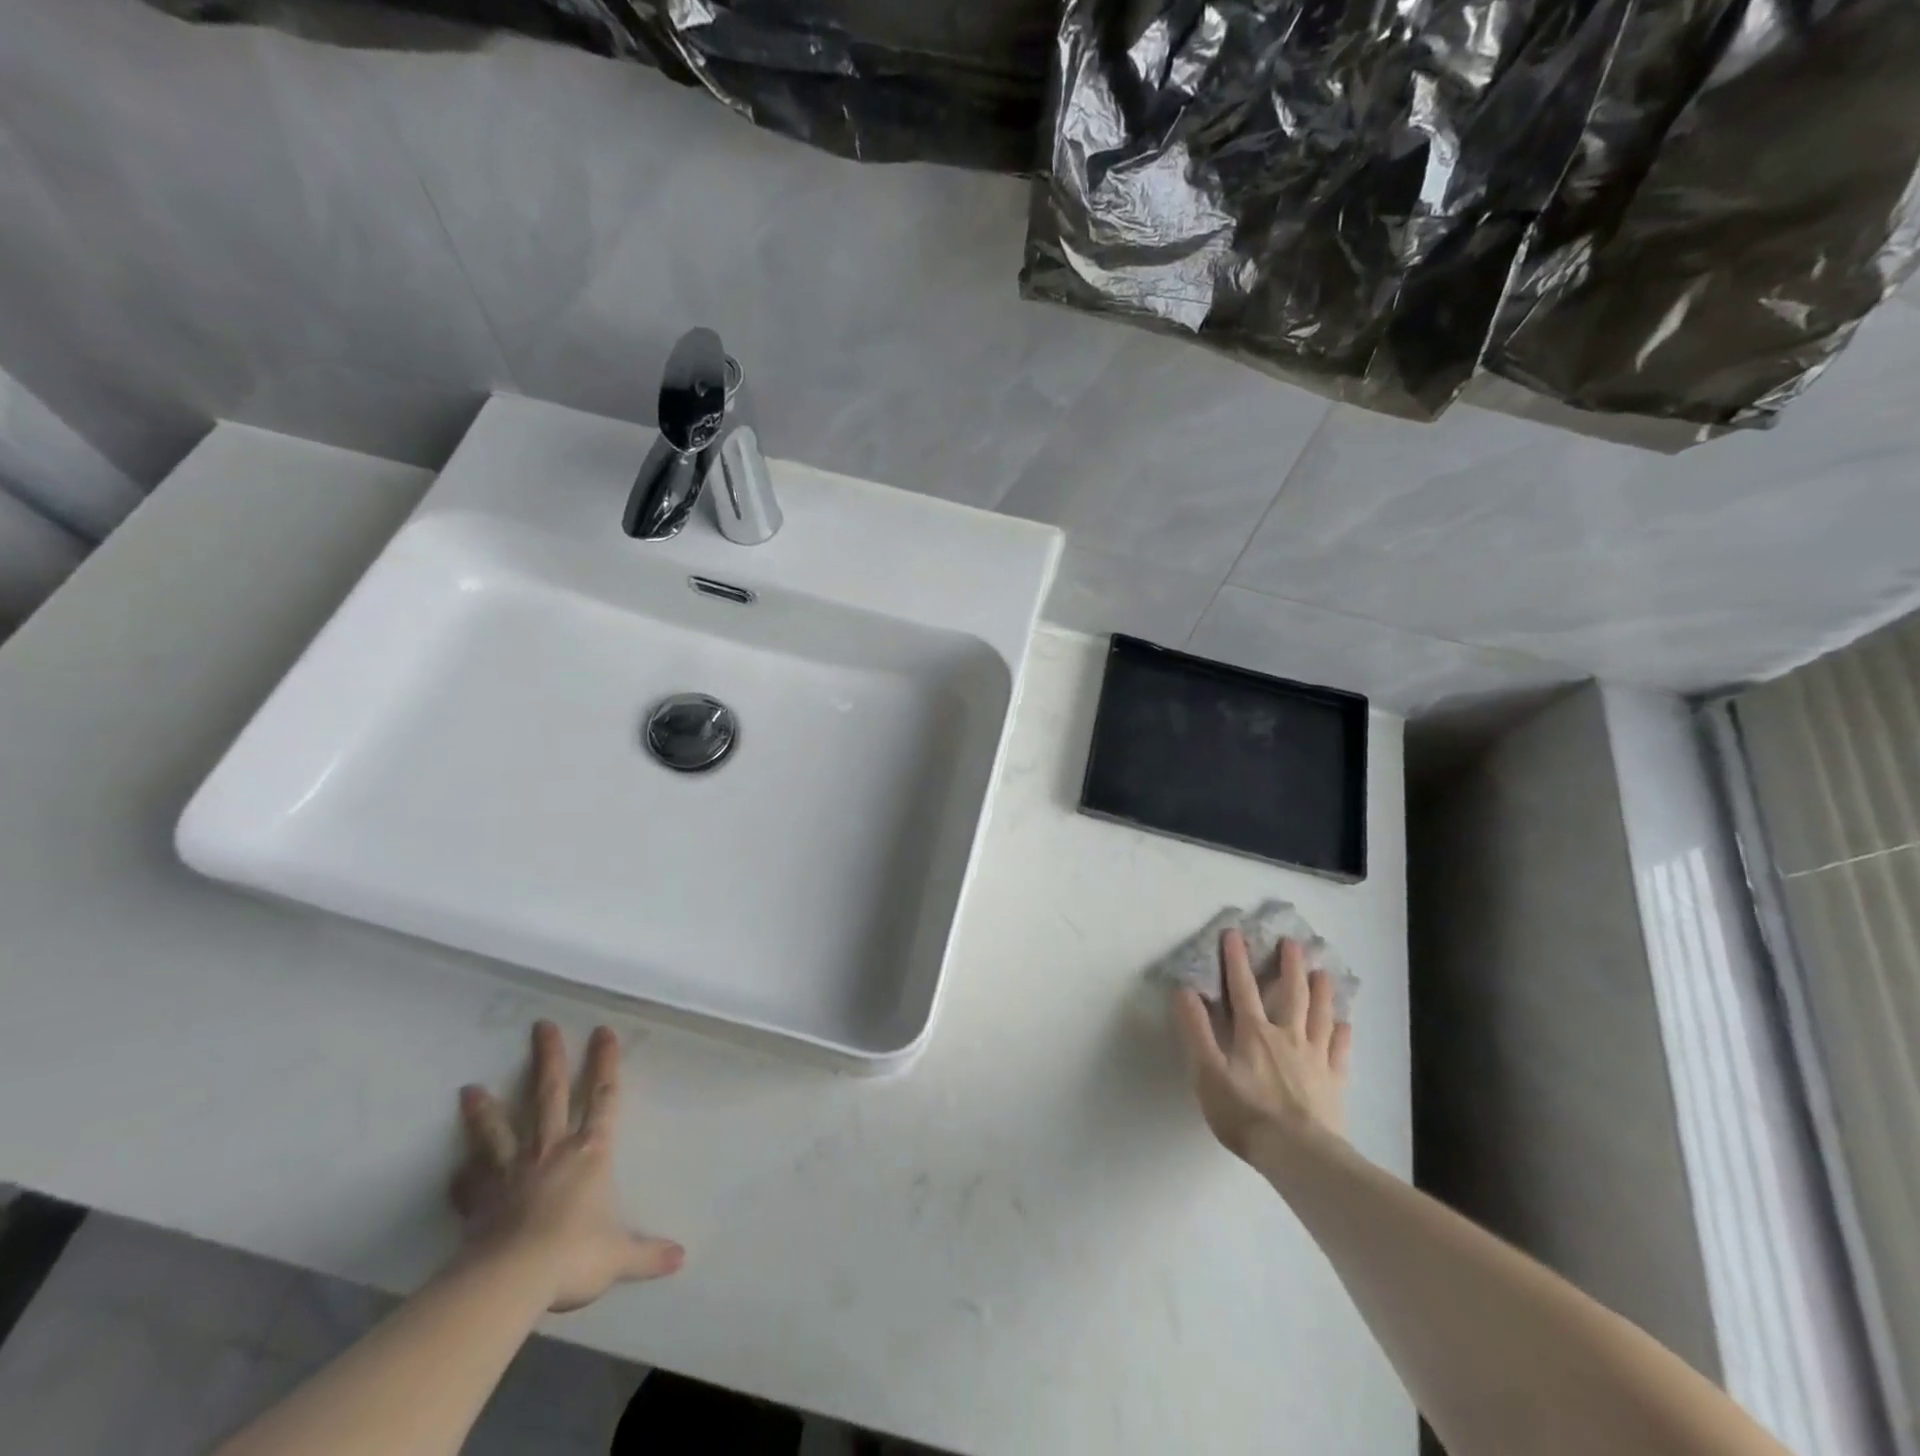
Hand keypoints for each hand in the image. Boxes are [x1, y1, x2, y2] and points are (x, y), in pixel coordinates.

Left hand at [451, 1021, 682, 1311]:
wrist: (510, 1280)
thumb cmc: (574, 1255)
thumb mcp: (618, 1256)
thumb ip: (647, 1254)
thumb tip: (681, 1259)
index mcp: (591, 1153)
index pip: (604, 1097)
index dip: (606, 1063)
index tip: (603, 1030)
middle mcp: (552, 1151)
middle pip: (550, 1094)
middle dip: (550, 1058)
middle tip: (541, 1025)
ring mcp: (511, 1174)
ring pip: (499, 1131)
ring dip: (486, 1110)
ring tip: (469, 1088)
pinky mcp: (479, 1202)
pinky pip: (469, 1185)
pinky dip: (462, 1177)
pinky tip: (454, 1171)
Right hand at [1174, 931, 1352, 1164]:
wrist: (1297, 1154)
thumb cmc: (1245, 1113)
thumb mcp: (1207, 1072)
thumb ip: (1196, 1030)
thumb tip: (1184, 990)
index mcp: (1253, 1033)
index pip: (1242, 987)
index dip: (1236, 959)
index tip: (1234, 933)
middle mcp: (1287, 1036)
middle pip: (1291, 993)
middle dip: (1290, 965)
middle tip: (1293, 942)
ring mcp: (1315, 1058)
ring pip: (1320, 1015)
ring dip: (1321, 991)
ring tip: (1323, 972)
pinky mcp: (1333, 1081)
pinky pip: (1339, 1050)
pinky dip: (1342, 1034)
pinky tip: (1345, 1024)